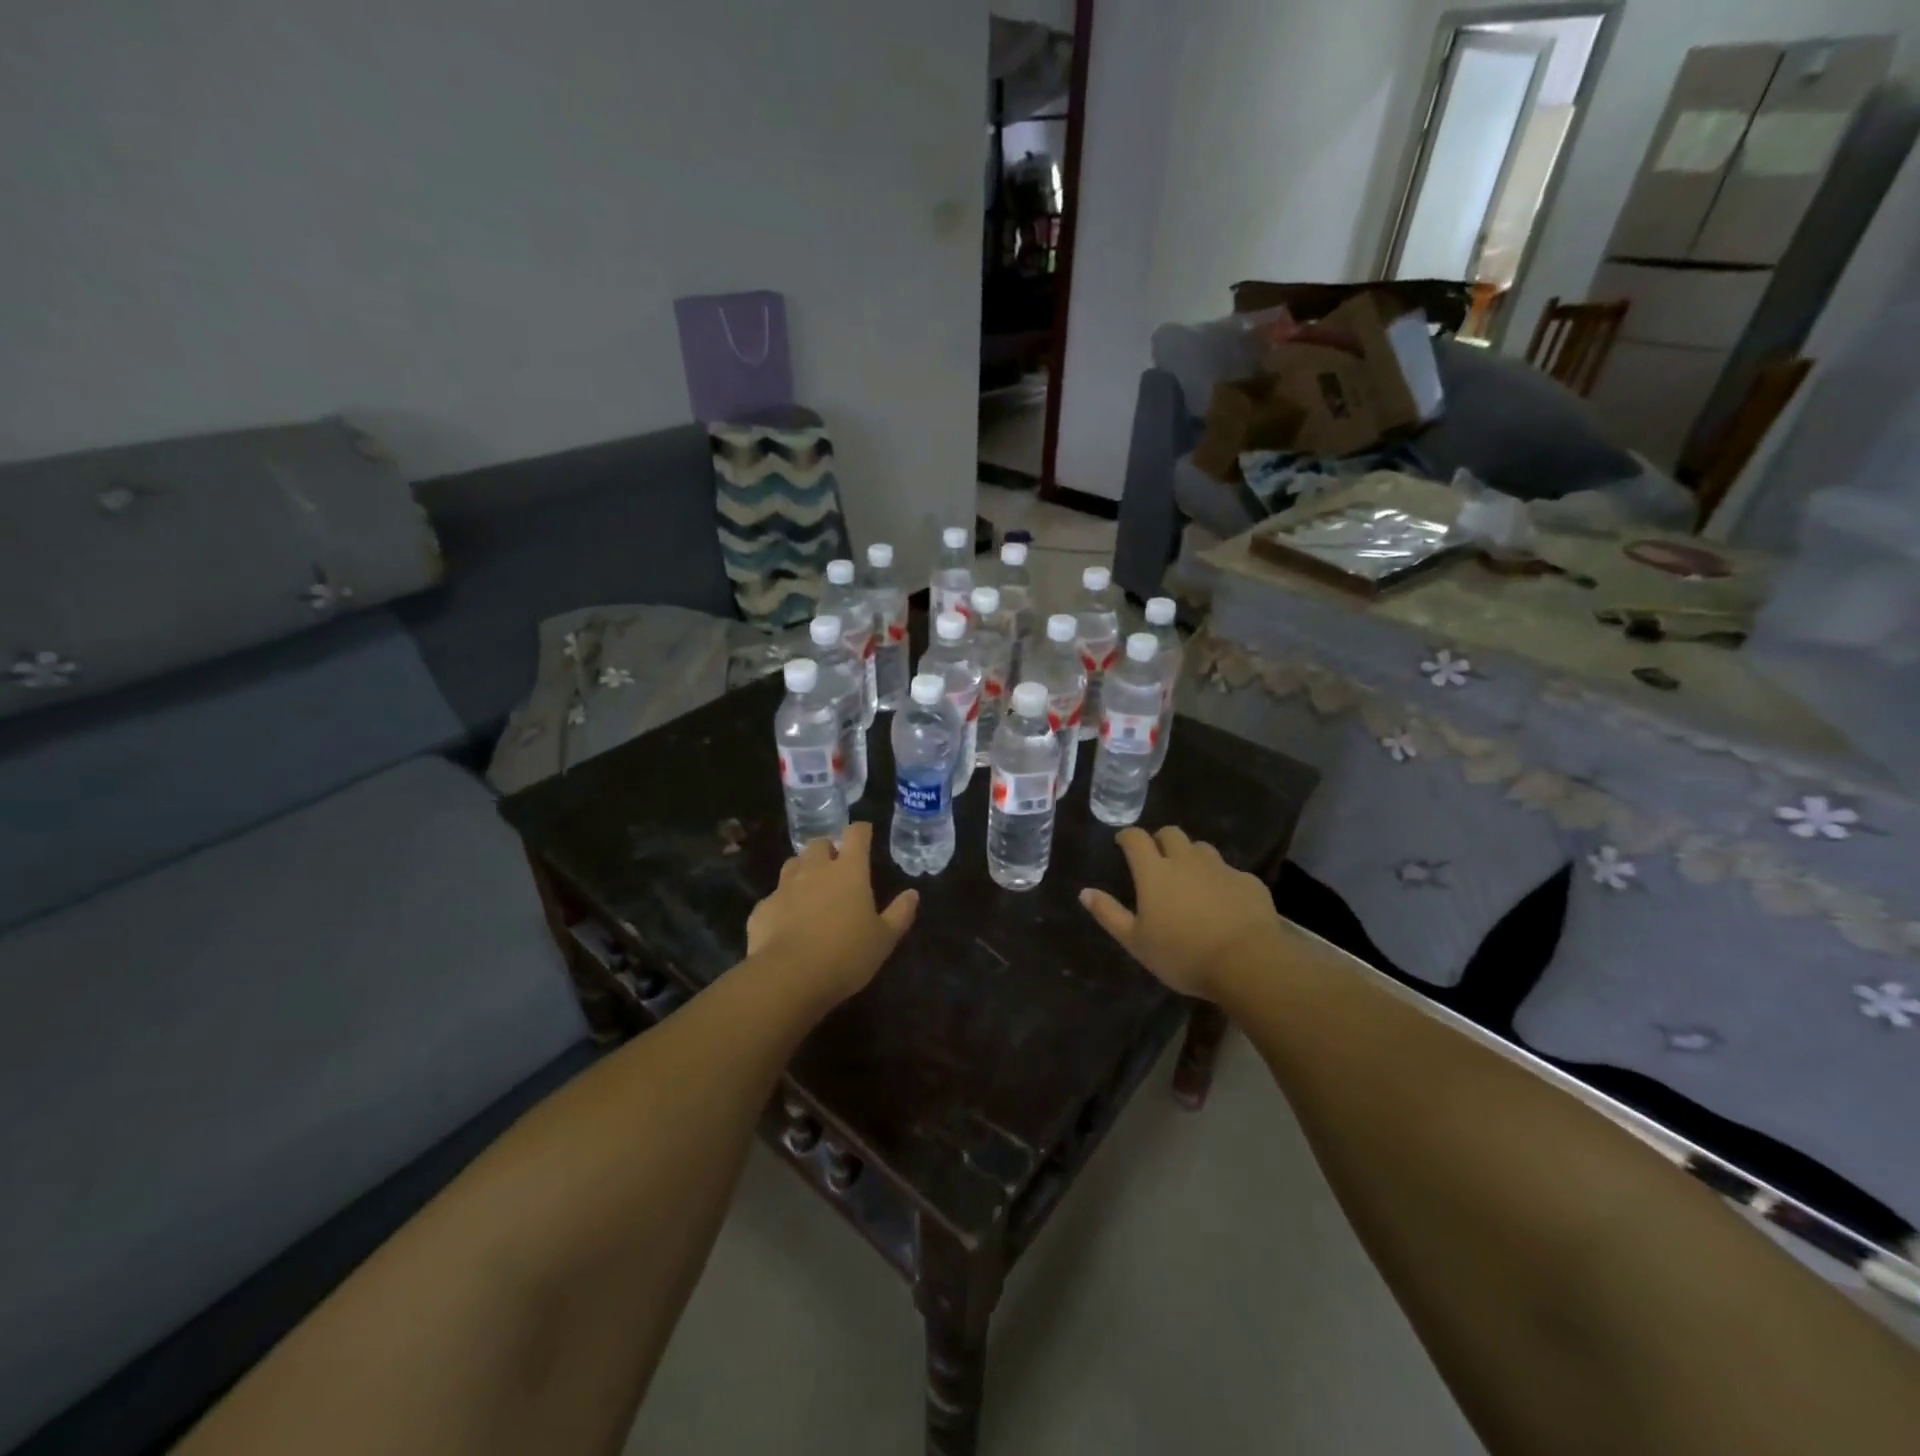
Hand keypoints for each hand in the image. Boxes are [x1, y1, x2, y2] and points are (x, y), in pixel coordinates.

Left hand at [746, 823, 917, 1007]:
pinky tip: (787, 922)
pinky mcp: (762, 908)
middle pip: (819, 843)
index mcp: (849, 871)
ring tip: (810, 889)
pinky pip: (775, 897)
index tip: (865, 833)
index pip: (856, 835)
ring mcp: (785, 887)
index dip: (861, 831)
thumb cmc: (846, 955)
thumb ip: (900, 913)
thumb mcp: (884, 939)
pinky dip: (783, 903)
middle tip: (836, 867)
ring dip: (803, 870)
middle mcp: (815, 870)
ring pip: (793, 864)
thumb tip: (912, 893)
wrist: (788, 977)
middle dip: (828, 850)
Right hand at [1080, 827, 1283, 999]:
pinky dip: (1221, 880)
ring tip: (1191, 878)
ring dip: (1191, 856)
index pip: (1136, 838)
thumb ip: (1109, 914)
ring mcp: (1220, 868)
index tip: (1123, 843)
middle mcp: (1186, 860)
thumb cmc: (1183, 954)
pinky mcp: (1248, 881)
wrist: (1248, 962)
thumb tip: (1085, 892)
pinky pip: (1230, 872)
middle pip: (1171, 834)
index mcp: (1154, 872)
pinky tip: (1224, 902)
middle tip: (1157, 859)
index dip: (1127, 836)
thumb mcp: (1136, 942)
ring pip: (1202, 849)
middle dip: (1161, 840)